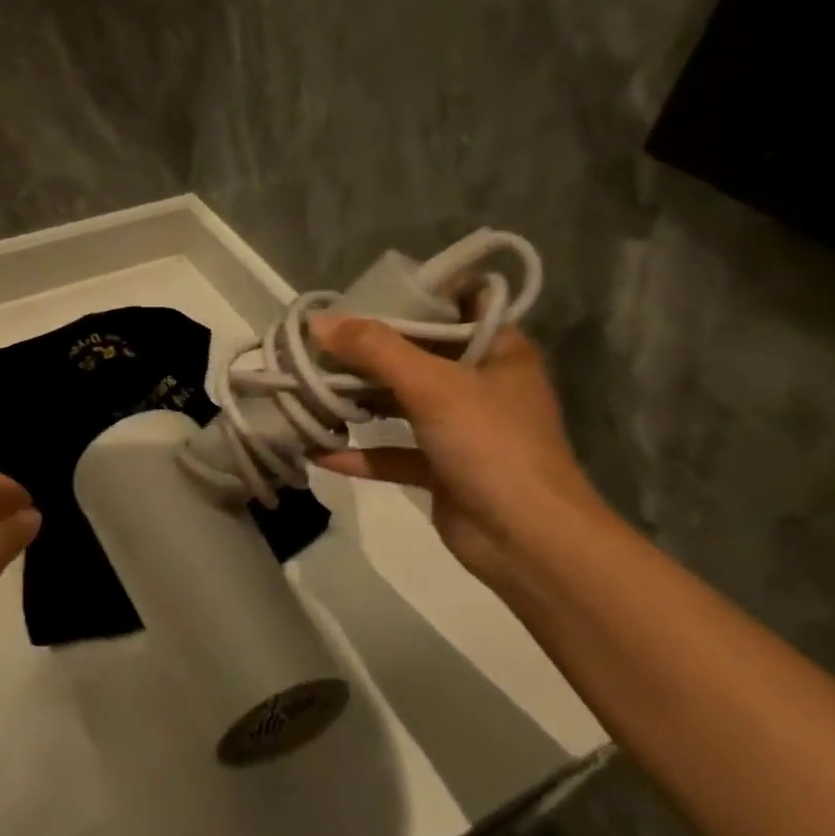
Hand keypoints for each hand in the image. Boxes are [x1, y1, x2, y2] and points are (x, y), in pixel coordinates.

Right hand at [307, 313, 601, 587]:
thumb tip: (318, 321)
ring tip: (307, 387)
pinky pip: (391, 451)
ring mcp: (459, 428)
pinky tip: (317, 449)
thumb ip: (375, 349)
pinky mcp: (439, 468)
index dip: (412, 294)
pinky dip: (359, 451)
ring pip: (399, 402)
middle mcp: (478, 383)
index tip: (360, 294)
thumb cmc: (490, 445)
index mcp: (496, 350)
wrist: (527, 541)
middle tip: (317, 341)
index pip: (456, 304)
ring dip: (357, 399)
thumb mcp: (433, 386)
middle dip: (366, 350)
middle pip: (416, 354)